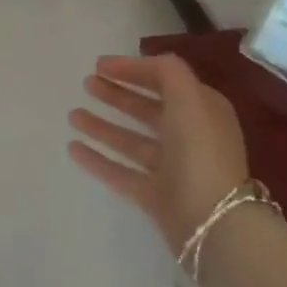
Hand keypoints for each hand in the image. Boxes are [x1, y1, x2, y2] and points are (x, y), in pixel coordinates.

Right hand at [67, 54, 249, 253]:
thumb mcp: (188, 96)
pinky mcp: (156, 197)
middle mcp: (189, 137)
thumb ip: (166, 71)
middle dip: (117, 94)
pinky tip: (73, 148)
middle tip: (87, 83)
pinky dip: (98, 159)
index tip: (100, 64)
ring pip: (131, 140)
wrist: (214, 223)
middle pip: (147, 109)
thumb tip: (141, 63)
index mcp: (202, 110)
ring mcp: (172, 169)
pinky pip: (121, 172)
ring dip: (103, 126)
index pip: (165, 81)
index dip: (134, 70)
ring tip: (72, 115)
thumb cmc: (200, 151)